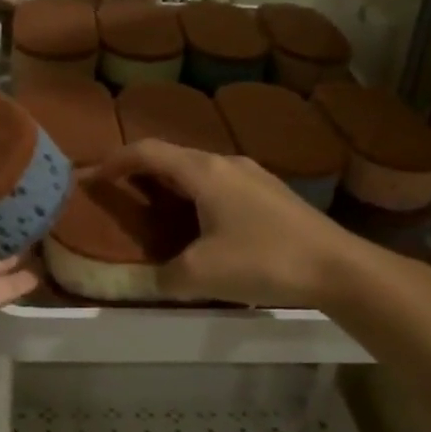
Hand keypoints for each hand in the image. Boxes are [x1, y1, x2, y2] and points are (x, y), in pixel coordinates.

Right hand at [91, 140, 362, 307]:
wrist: (338, 267)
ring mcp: (254, 176)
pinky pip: (220, 186)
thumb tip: (147, 279)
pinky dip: (197, 197)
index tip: (91, 176)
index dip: (115, 161)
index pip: (148, 151)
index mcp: (204, 171)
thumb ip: (163, 276)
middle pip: (173, 158)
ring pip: (199, 172)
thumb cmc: (264, 260)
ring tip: (155, 211)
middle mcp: (227, 163)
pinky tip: (201, 225)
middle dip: (141, 172)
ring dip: (171, 185)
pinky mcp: (272, 194)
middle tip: (119, 195)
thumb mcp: (201, 275)